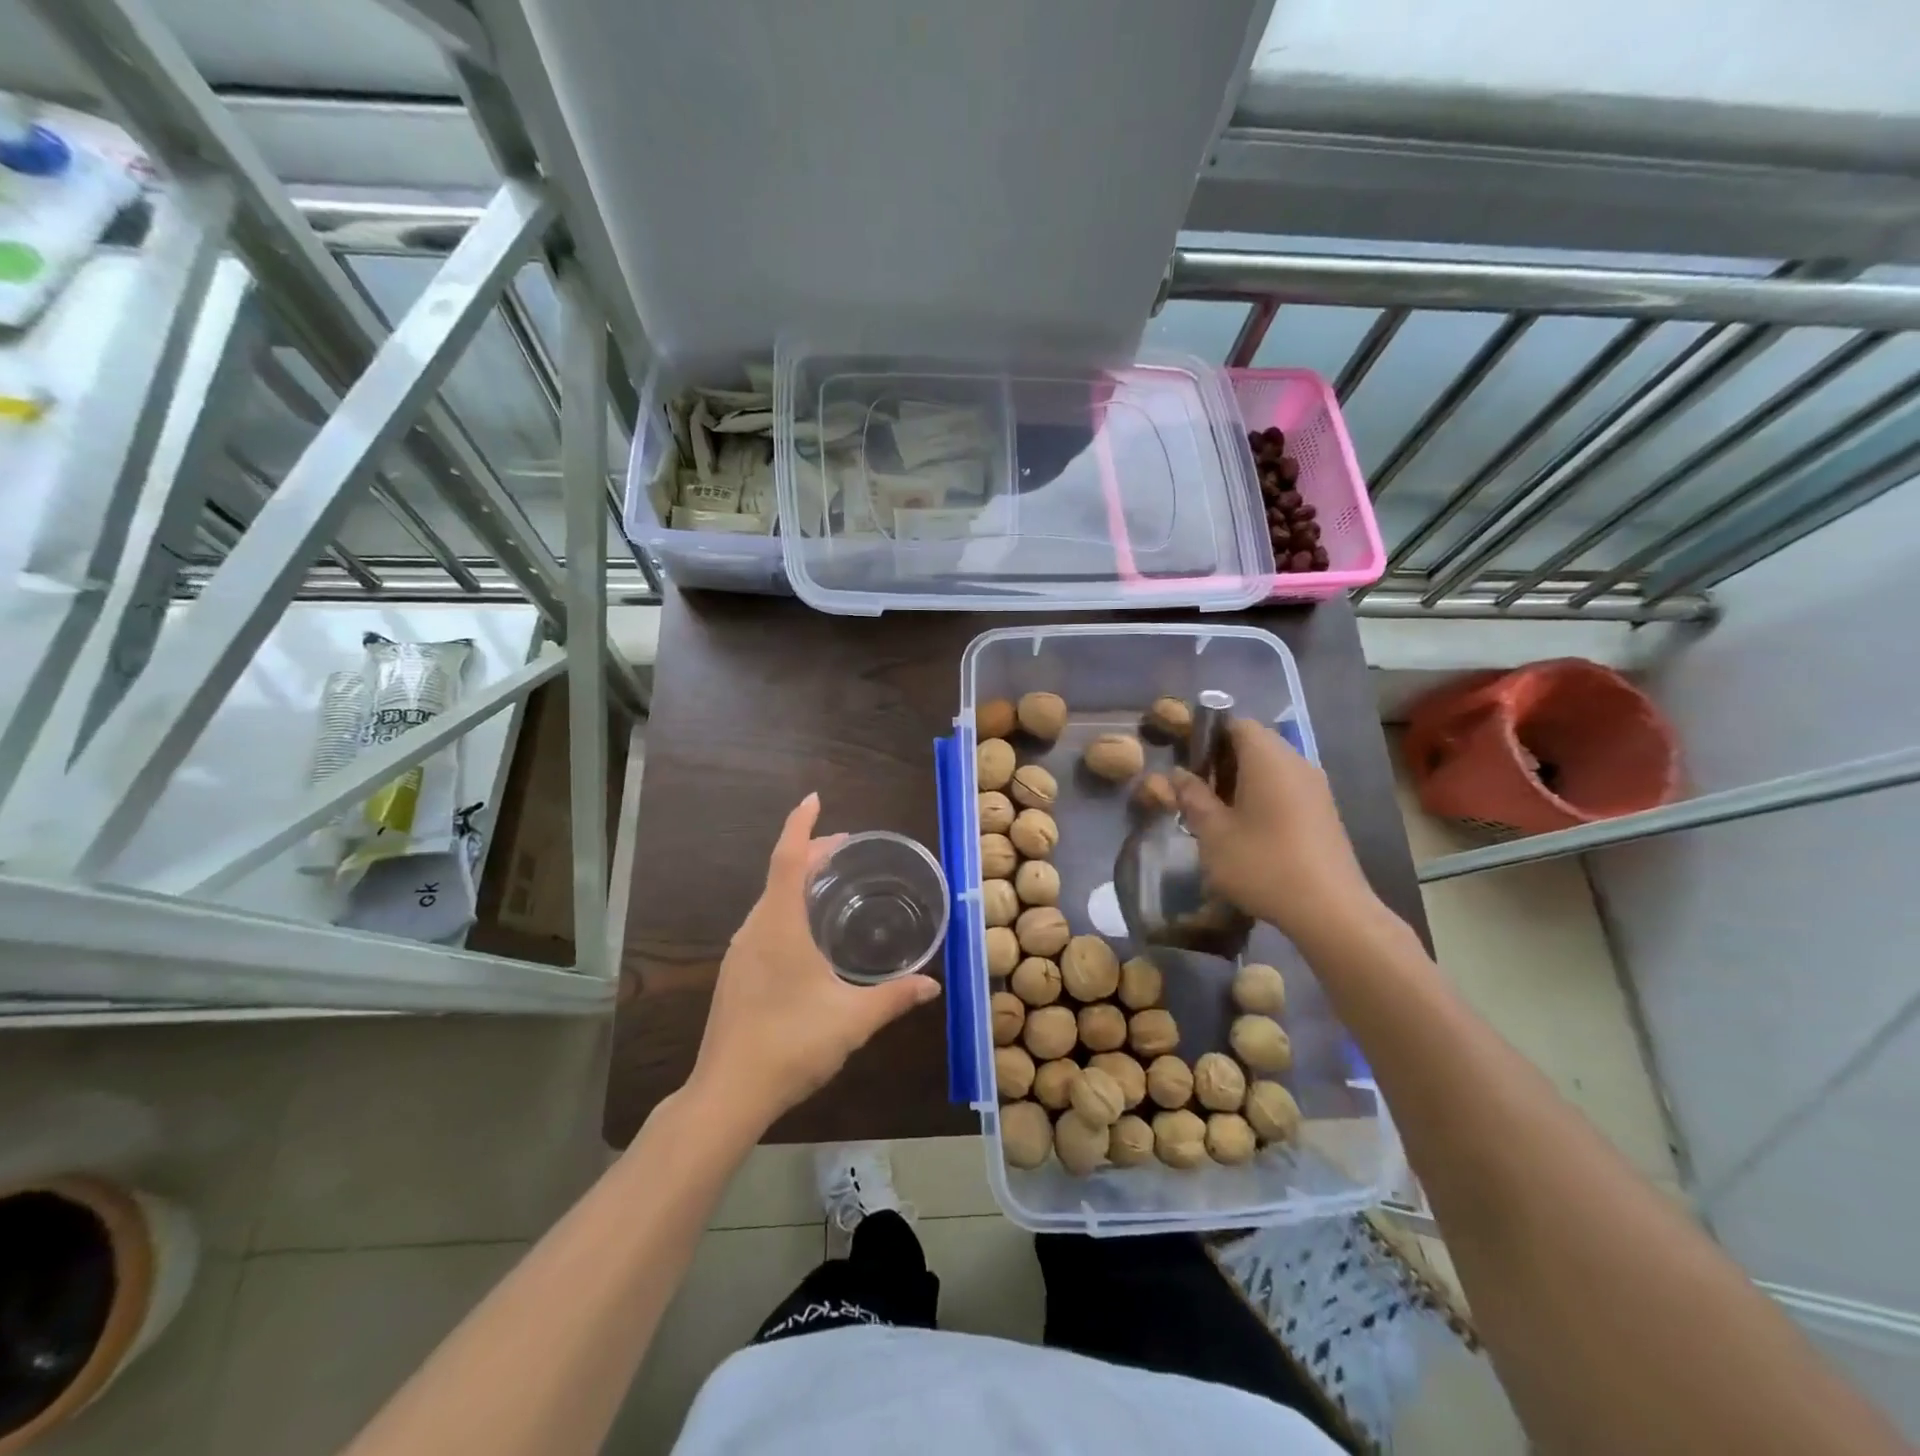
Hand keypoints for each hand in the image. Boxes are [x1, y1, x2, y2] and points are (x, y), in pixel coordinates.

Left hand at [689, 794, 940, 1135]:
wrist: (727, 1095)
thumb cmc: (791, 1044)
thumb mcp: (853, 1020)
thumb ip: (894, 998)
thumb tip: (932, 986)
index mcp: (778, 925)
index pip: (788, 858)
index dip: (801, 825)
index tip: (815, 800)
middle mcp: (754, 929)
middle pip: (780, 874)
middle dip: (810, 852)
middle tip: (845, 848)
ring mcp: (740, 952)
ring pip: (770, 900)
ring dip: (797, 881)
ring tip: (830, 883)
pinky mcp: (736, 974)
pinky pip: (764, 923)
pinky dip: (787, 908)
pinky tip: (807, 934)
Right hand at [1172, 719, 1384, 947]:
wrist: (1330, 911)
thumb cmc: (1263, 864)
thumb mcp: (1213, 833)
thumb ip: (1192, 797)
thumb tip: (1178, 774)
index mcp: (1268, 758)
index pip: (1236, 724)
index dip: (1206, 736)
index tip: (1186, 763)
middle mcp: (1296, 762)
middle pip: (1254, 744)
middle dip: (1221, 761)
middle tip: (1196, 792)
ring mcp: (1315, 788)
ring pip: (1271, 768)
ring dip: (1241, 782)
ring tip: (1217, 814)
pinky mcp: (1324, 812)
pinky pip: (1287, 788)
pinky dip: (1263, 797)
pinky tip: (1247, 831)